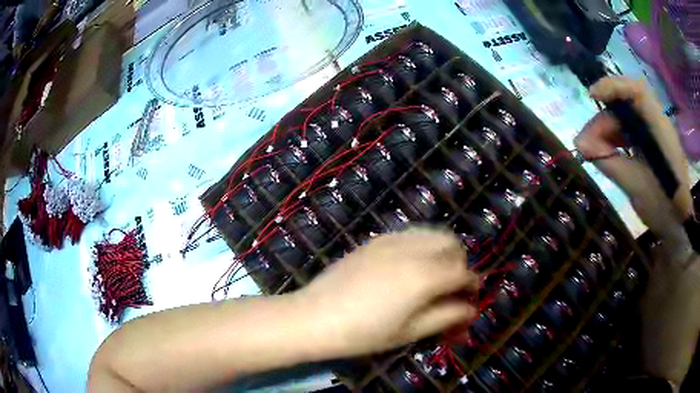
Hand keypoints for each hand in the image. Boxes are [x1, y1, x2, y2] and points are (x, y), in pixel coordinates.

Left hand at [295, 227, 478, 357]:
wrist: (314, 317)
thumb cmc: (364, 333)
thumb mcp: (410, 332)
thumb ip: (446, 317)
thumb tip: (471, 310)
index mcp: (425, 276)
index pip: (463, 273)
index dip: (472, 286)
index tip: (470, 299)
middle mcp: (412, 250)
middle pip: (452, 244)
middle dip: (459, 264)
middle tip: (450, 288)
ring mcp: (391, 240)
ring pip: (432, 233)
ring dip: (442, 251)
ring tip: (432, 276)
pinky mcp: (375, 240)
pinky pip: (410, 234)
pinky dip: (421, 246)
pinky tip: (408, 267)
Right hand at [574, 77, 692, 236]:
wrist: (678, 227)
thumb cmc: (663, 209)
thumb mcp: (636, 187)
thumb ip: (610, 162)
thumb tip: (580, 144)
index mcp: (660, 130)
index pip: (637, 91)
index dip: (614, 86)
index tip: (592, 97)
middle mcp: (657, 123)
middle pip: (626, 107)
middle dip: (604, 121)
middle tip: (587, 144)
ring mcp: (654, 133)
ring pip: (626, 119)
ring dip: (607, 131)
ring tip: (593, 152)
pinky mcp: (651, 144)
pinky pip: (630, 132)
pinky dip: (616, 139)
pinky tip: (607, 152)